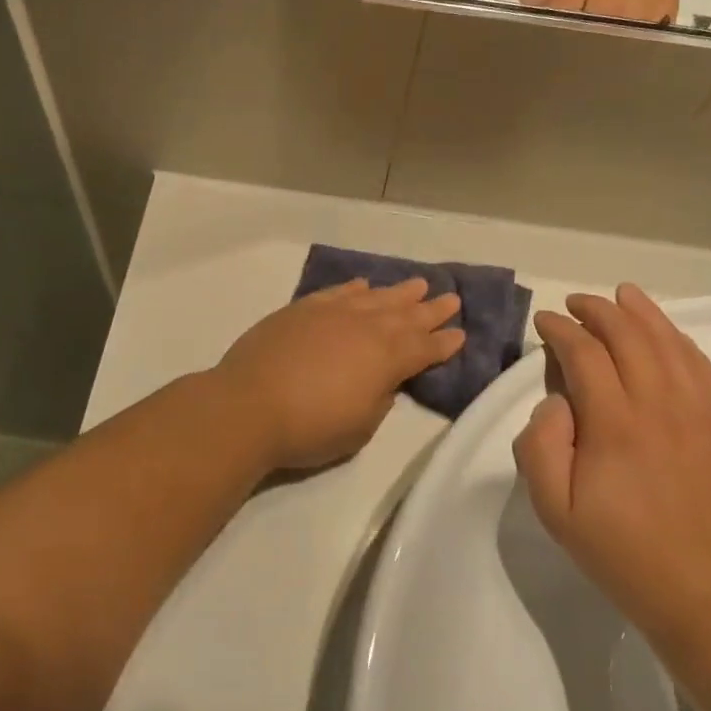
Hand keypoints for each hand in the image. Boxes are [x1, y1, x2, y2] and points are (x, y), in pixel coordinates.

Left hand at [213, 279, 465, 472]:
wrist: (249, 405)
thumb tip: (382, 379)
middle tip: (451, 298)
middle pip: (406, 315)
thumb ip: (379, 398)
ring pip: (375, 297)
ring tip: (418, 283)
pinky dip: (354, 288)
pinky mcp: (303, 309)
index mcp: (386, 358)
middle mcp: (366, 327)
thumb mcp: (361, 426)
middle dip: (430, 309)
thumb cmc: (311, 427)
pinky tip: (363, 284)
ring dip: (399, 292)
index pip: (424, 348)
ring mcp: (333, 313)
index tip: (460, 333)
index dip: (444, 343)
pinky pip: (338, 292)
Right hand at [513, 285, 710, 648]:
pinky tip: (669, 336)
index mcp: (615, 425)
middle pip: (630, 336)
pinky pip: (708, 371)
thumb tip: (556, 400)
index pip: (584, 353)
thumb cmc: (617, 550)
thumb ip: (539, 444)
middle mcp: (662, 408)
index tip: (545, 322)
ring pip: (673, 345)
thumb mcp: (552, 508)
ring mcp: (707, 416)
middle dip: (598, 310)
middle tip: (577, 303)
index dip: (561, 329)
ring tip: (623, 296)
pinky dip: (683, 344)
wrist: (702, 595)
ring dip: (644, 314)